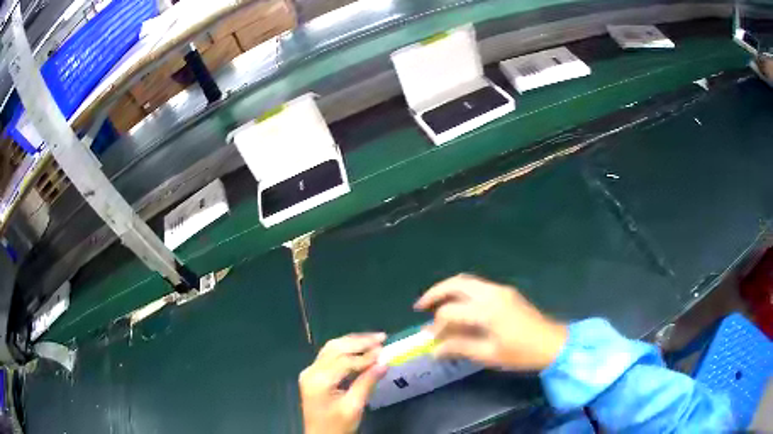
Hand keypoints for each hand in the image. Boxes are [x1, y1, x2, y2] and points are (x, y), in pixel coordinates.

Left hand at [300, 333, 387, 433]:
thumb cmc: (337, 426)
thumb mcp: (354, 407)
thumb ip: (367, 383)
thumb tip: (384, 363)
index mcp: (319, 381)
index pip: (344, 361)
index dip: (365, 356)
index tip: (385, 351)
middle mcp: (311, 371)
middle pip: (335, 348)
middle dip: (359, 342)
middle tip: (381, 338)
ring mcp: (310, 372)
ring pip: (331, 348)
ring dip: (352, 342)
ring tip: (373, 340)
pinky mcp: (313, 375)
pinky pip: (329, 356)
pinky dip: (345, 350)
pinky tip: (359, 350)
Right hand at [415, 274, 567, 370]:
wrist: (553, 344)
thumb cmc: (521, 353)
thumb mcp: (489, 355)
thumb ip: (459, 348)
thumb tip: (434, 349)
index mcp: (487, 309)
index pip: (450, 311)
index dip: (437, 326)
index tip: (430, 340)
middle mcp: (492, 293)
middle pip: (456, 284)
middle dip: (435, 293)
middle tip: (421, 306)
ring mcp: (500, 290)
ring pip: (467, 281)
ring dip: (448, 290)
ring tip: (435, 304)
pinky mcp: (506, 292)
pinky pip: (477, 286)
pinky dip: (462, 292)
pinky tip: (458, 306)